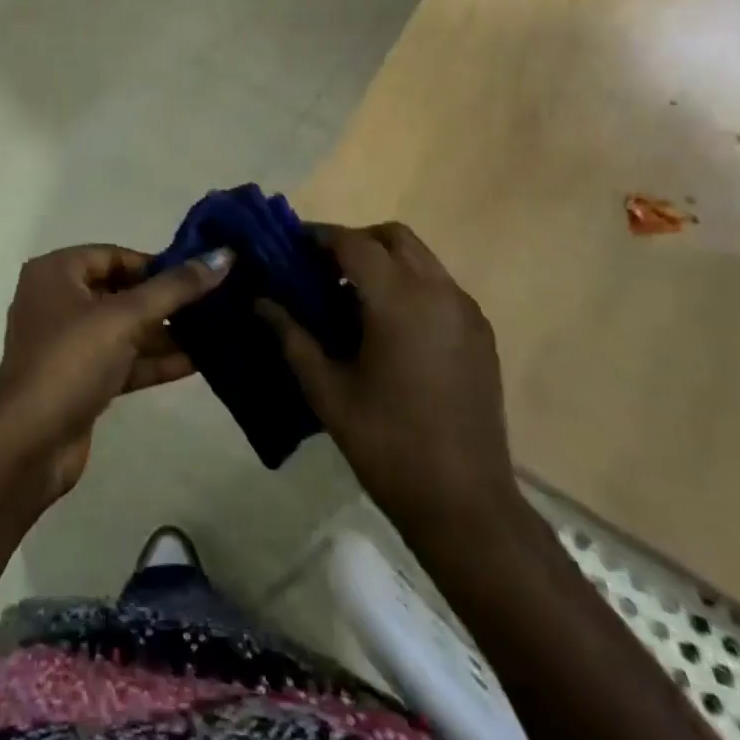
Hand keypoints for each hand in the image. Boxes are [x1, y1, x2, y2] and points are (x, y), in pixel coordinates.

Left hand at [0, 244, 231, 499]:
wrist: (28, 443)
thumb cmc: (71, 360)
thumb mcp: (125, 317)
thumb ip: (175, 288)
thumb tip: (223, 255)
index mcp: (56, 272)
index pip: (114, 255)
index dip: (156, 264)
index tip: (199, 275)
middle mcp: (57, 301)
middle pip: (120, 291)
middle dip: (165, 299)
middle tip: (214, 302)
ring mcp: (67, 344)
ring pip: (124, 329)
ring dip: (165, 332)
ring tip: (216, 330)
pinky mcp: (79, 380)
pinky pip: (122, 360)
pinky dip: (154, 360)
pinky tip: (198, 361)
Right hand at [260, 222, 517, 541]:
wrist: (465, 503)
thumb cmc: (386, 443)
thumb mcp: (326, 389)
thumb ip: (291, 335)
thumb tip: (259, 300)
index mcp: (398, 301)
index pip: (352, 242)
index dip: (318, 236)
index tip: (290, 245)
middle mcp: (438, 292)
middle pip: (393, 236)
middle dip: (355, 241)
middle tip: (322, 269)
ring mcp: (466, 312)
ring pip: (421, 257)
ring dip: (384, 261)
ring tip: (351, 296)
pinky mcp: (481, 334)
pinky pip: (440, 286)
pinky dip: (410, 284)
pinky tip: (388, 325)